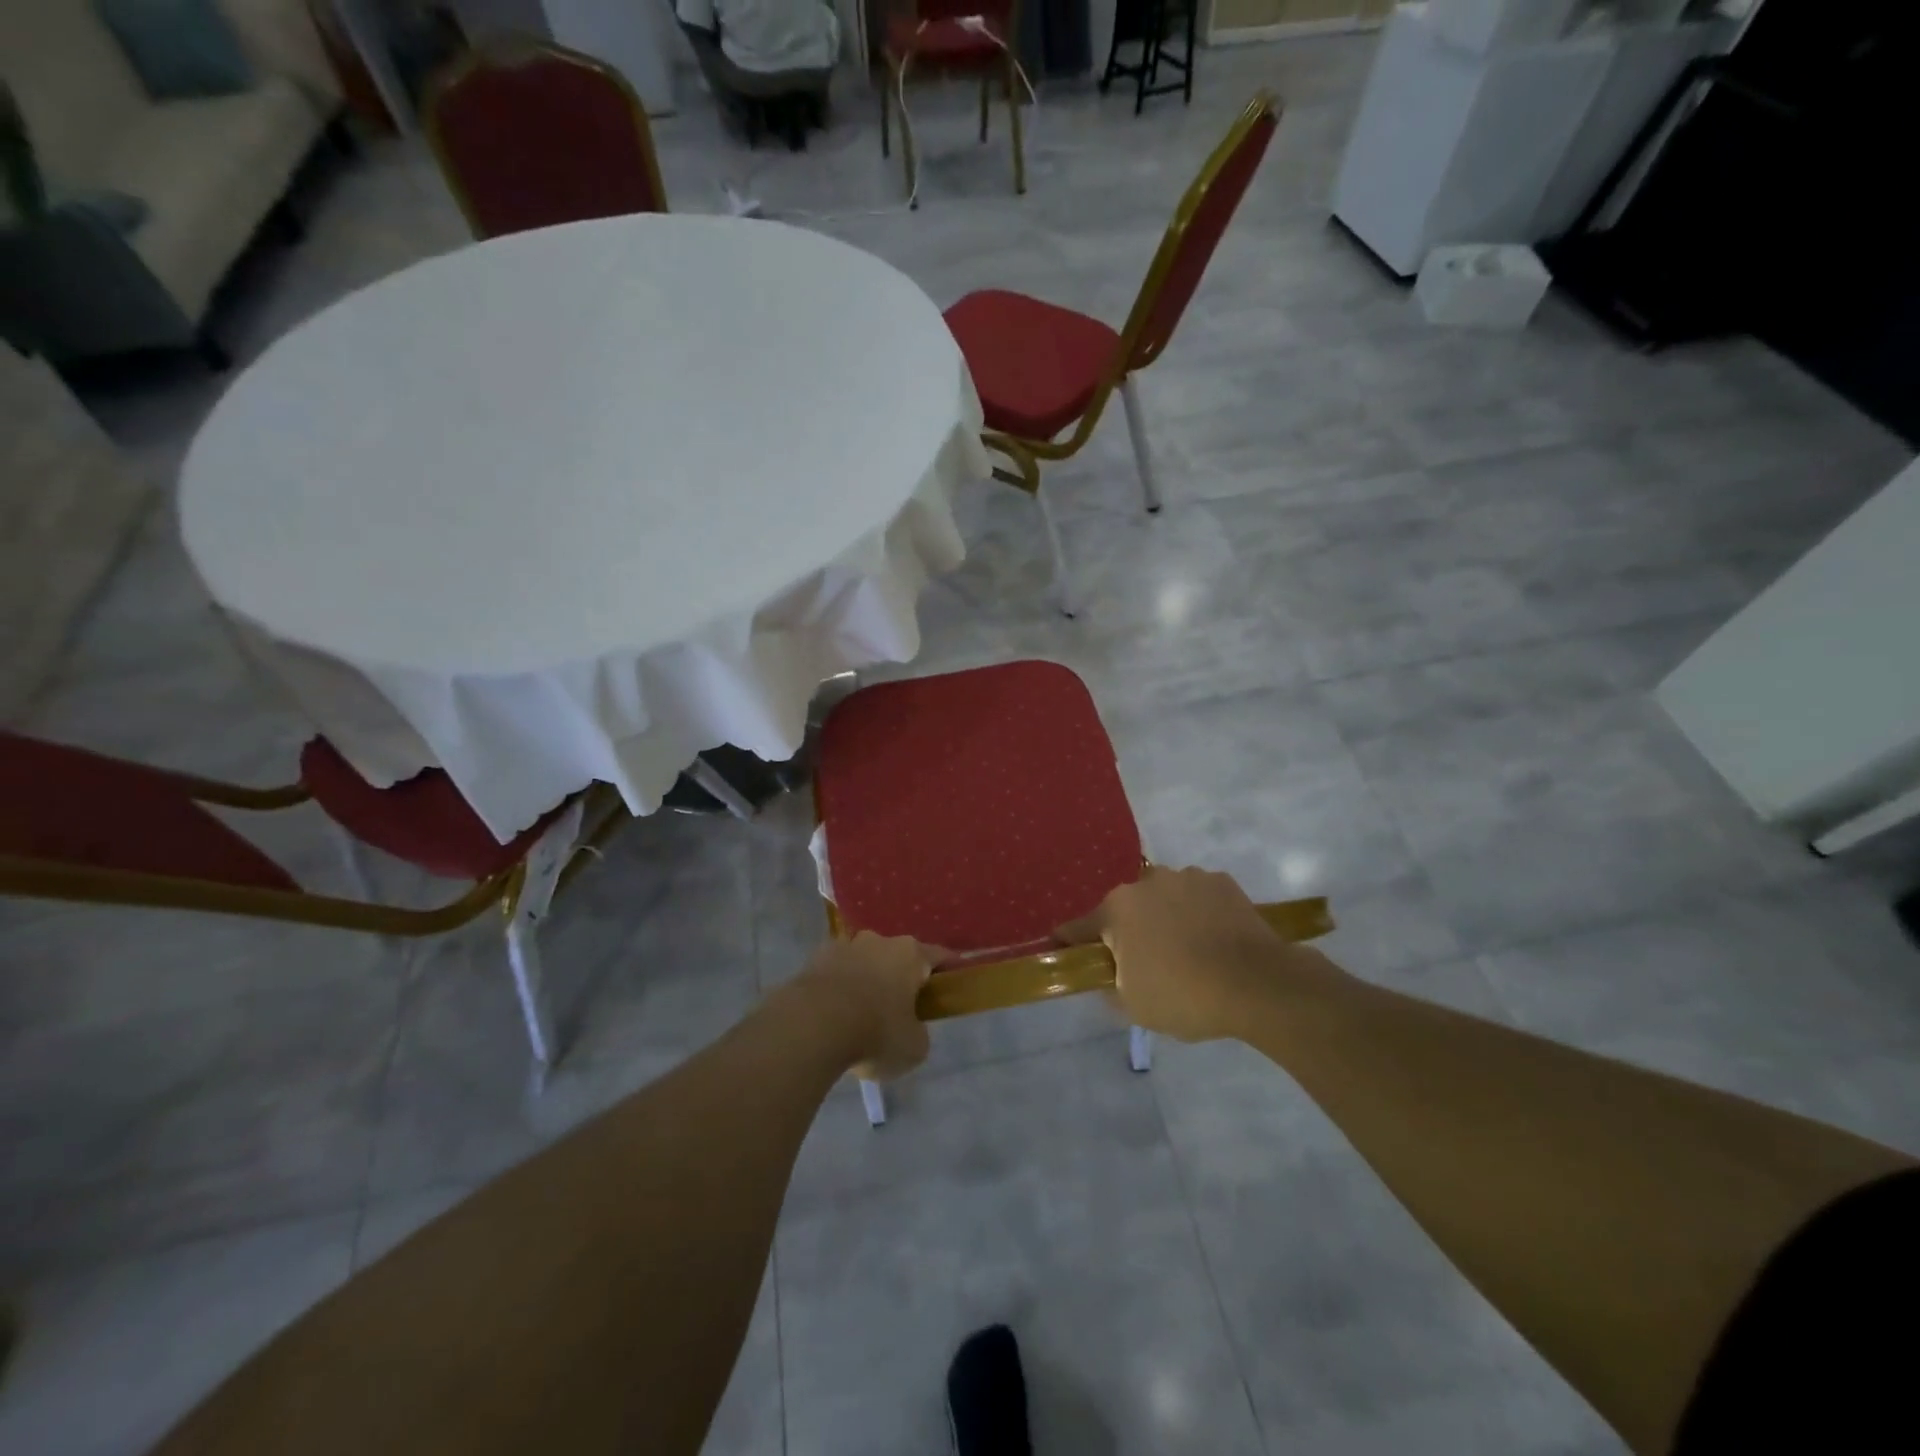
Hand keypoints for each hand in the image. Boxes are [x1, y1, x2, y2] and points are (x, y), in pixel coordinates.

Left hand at [794, 932, 937, 1079]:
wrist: (813, 1025)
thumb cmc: (875, 1032)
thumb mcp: (914, 1047)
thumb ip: (918, 1033)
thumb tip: (909, 1029)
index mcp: (911, 954)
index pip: (939, 955)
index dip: (948, 968)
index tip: (953, 979)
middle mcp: (879, 941)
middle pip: (898, 956)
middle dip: (900, 976)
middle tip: (902, 1005)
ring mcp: (844, 946)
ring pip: (864, 961)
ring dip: (866, 979)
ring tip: (861, 1011)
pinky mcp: (814, 959)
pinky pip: (835, 973)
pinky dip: (838, 988)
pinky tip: (834, 1013)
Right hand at [1057, 866, 1308, 1041]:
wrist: (1258, 984)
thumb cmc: (1185, 995)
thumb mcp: (1134, 1006)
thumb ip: (1110, 987)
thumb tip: (1109, 977)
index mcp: (1117, 910)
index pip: (1079, 927)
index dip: (1069, 940)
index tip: (1061, 947)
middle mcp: (1146, 883)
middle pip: (1126, 909)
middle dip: (1129, 930)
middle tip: (1145, 962)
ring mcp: (1186, 877)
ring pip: (1164, 898)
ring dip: (1166, 917)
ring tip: (1188, 950)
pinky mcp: (1221, 881)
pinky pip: (1198, 897)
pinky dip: (1199, 913)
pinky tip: (1214, 939)